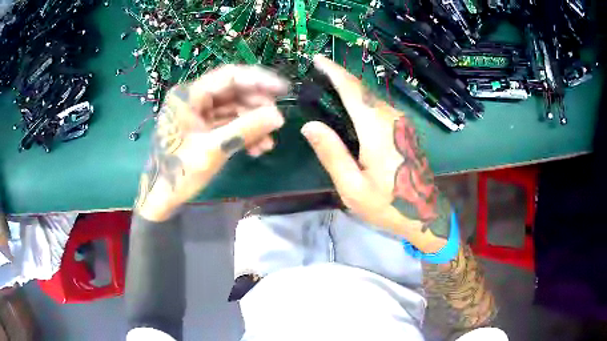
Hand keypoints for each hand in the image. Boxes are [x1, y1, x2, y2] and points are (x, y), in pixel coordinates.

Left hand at [135, 65, 287, 221]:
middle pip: (233, 92)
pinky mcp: (202, 127)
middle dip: (257, 107)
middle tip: (276, 121)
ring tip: (268, 143)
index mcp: (189, 95)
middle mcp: (194, 98)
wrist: (161, 198)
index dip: (259, 80)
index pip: (229, 76)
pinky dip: (242, 133)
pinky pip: (227, 123)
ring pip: (233, 109)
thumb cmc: (179, 173)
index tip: (284, 90)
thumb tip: (279, 116)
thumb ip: (246, 129)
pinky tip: (256, 148)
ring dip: (252, 123)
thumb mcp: (213, 150)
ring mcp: (198, 113)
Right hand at [301, 55, 450, 252]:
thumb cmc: (388, 204)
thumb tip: (310, 126)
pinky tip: (347, 112)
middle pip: (361, 90)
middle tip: (315, 78)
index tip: (317, 59)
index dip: (334, 71)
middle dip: (338, 78)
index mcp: (376, 129)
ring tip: (326, 92)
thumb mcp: (353, 187)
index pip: (352, 90)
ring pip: (370, 97)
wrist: (424, 213)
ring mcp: (400, 122)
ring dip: (348, 90)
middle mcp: (390, 118)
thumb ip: (332, 154)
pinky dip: (359, 102)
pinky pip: (377, 107)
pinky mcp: (403, 128)